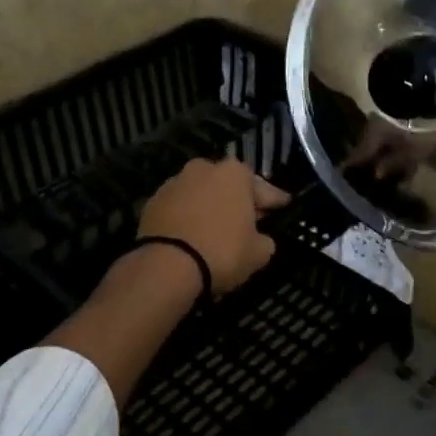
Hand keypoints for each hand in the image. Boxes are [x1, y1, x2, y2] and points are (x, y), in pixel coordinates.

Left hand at [138, 157, 290, 295]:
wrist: (167, 266)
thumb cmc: (222, 252)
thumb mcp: (258, 253)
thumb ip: (264, 240)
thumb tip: (260, 238)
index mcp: (234, 174)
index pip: (262, 187)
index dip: (274, 199)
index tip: (283, 205)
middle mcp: (203, 169)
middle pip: (227, 184)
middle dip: (238, 199)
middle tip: (249, 218)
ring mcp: (174, 183)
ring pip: (200, 193)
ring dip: (209, 206)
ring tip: (217, 228)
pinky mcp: (152, 201)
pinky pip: (179, 208)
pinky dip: (187, 217)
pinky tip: (192, 234)